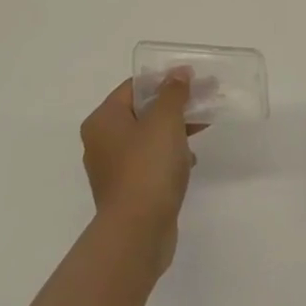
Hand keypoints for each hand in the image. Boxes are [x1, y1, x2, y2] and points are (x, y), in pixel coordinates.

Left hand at [80, 74, 202, 273]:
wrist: (138, 232)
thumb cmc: (148, 168)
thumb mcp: (165, 121)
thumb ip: (173, 93)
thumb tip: (178, 72)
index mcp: (103, 120)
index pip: (133, 87)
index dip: (163, 79)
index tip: (192, 80)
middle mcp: (101, 141)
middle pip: (141, 112)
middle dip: (173, 106)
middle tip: (204, 101)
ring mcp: (113, 169)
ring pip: (147, 139)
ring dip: (173, 131)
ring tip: (202, 129)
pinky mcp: (127, 191)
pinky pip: (149, 163)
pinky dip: (168, 157)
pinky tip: (189, 162)